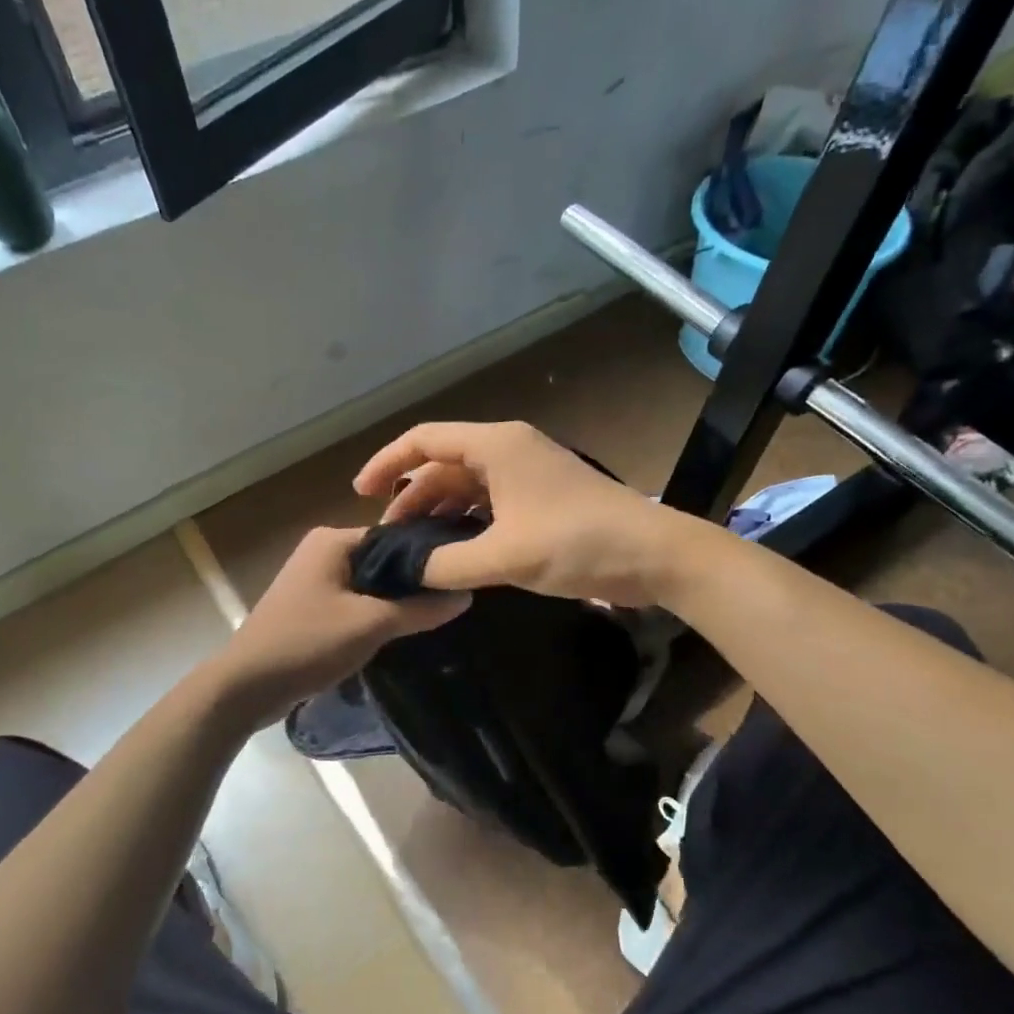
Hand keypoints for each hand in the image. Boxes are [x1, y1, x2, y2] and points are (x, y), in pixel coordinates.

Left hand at [211, 526, 469, 722]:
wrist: (247, 686)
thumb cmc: (308, 643)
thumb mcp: (371, 624)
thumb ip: (420, 609)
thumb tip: (466, 594)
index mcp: (333, 539)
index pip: (397, 535)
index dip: (429, 556)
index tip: (462, 576)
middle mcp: (322, 550)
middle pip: (384, 559)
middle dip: (414, 580)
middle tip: (455, 599)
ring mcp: (314, 578)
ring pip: (370, 582)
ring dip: (396, 599)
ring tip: (436, 615)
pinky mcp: (311, 605)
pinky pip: (355, 600)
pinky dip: (375, 612)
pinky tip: (401, 630)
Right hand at [353, 421, 681, 605]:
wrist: (654, 555)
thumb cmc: (577, 542)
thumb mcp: (504, 556)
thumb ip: (447, 564)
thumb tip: (407, 572)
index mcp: (496, 446)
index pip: (424, 441)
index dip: (387, 463)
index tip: (360, 495)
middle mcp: (508, 451)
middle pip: (443, 466)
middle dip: (412, 499)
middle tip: (390, 541)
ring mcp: (527, 475)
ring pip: (466, 488)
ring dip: (439, 515)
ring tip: (415, 551)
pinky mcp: (541, 500)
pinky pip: (489, 505)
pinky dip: (466, 525)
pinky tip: (453, 554)